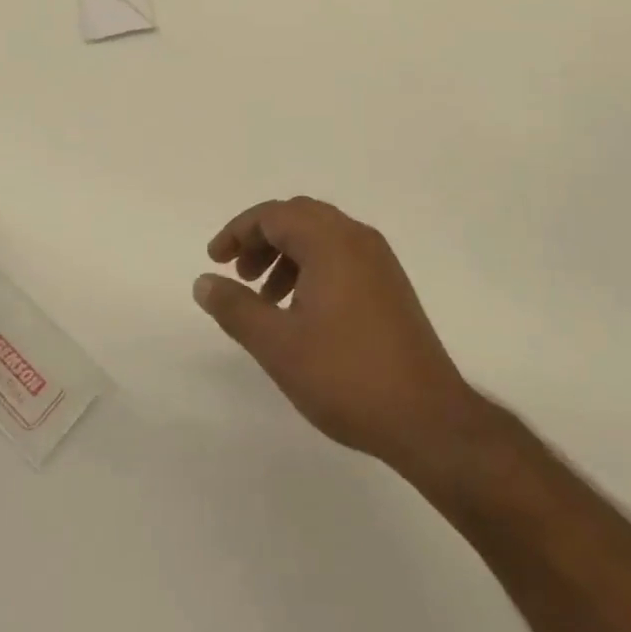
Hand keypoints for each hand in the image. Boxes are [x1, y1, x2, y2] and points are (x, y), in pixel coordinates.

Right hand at [195, 197, 474, 466]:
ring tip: (266, 299)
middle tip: (239, 274)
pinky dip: (312, 268)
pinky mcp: (390, 284)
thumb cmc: (346, 376)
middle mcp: (357, 237)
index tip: (215, 261)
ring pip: (321, 237)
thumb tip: (203, 281)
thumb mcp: (278, 345)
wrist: (427, 417)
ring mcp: (379, 260)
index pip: (274, 214)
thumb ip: (236, 308)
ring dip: (287, 255)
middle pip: (298, 217)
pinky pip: (341, 256)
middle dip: (262, 240)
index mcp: (331, 241)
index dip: (238, 232)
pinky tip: (302, 311)